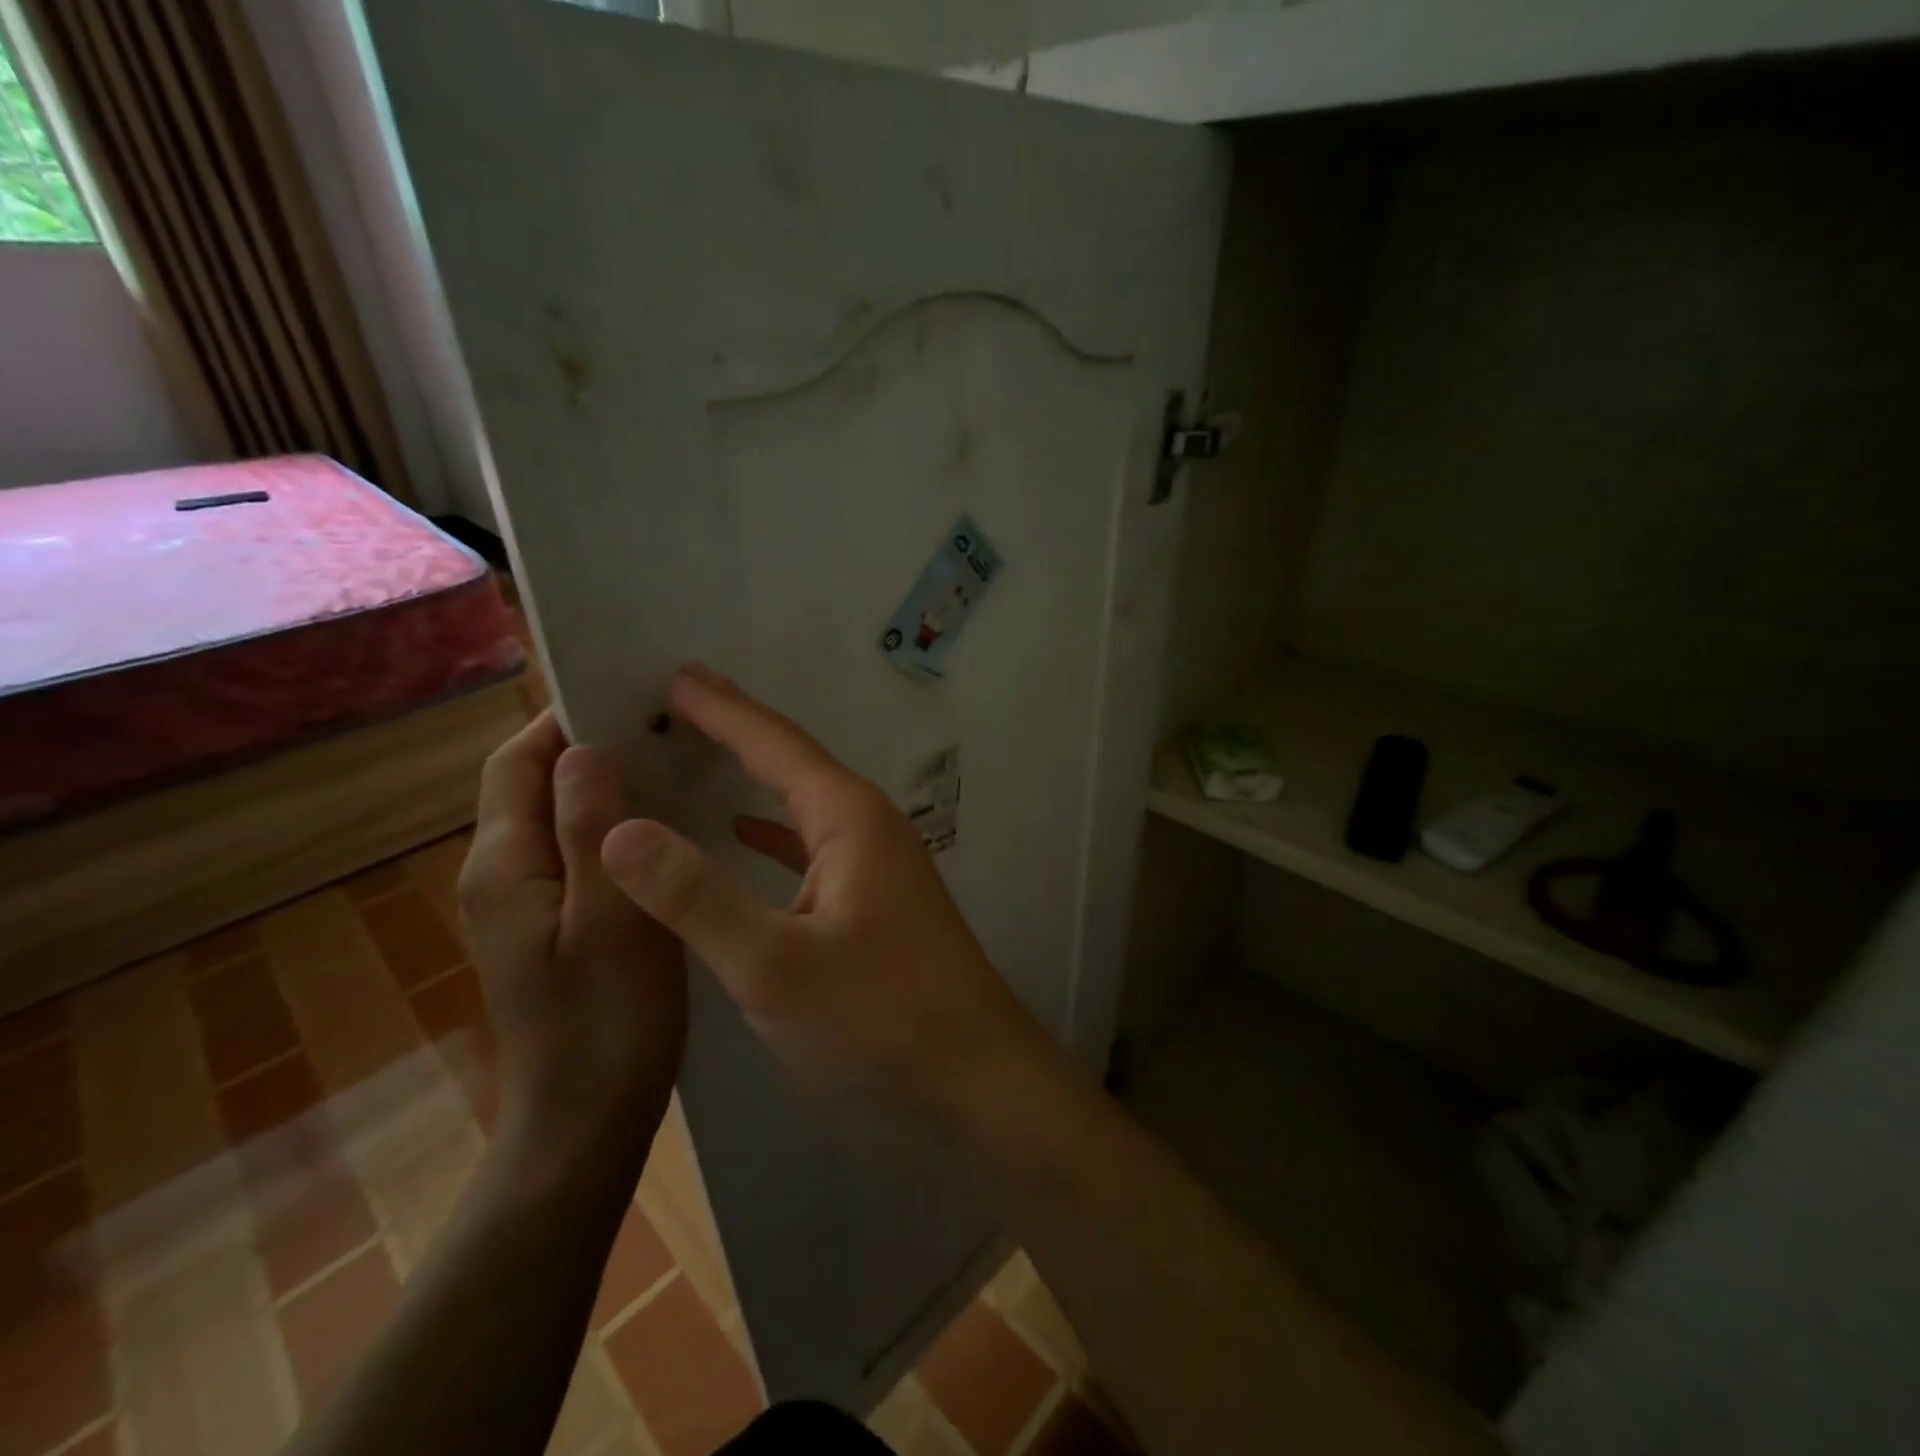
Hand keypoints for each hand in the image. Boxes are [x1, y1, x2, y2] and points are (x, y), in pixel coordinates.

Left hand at [459, 711, 687, 1159]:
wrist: (587, 1121)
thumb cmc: (608, 1020)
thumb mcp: (611, 918)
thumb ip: (591, 829)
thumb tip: (585, 748)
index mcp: (505, 865)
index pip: (516, 761)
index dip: (563, 721)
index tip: (631, 699)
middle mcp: (501, 875)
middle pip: (535, 786)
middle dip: (592, 750)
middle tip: (669, 732)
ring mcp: (525, 905)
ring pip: (561, 820)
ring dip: (609, 789)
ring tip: (679, 770)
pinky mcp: (553, 926)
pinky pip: (579, 854)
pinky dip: (617, 829)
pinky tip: (669, 832)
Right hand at [599, 665, 1044, 1118]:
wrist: (976, 1076)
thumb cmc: (879, 1018)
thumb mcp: (774, 963)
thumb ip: (695, 896)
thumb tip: (618, 828)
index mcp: (849, 817)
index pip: (774, 742)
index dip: (721, 708)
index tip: (672, 674)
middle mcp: (868, 825)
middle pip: (791, 761)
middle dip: (735, 729)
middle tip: (674, 700)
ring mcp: (877, 862)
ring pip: (802, 802)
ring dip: (752, 777)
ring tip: (698, 753)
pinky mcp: (876, 899)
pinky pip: (812, 844)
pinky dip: (772, 832)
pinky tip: (743, 835)